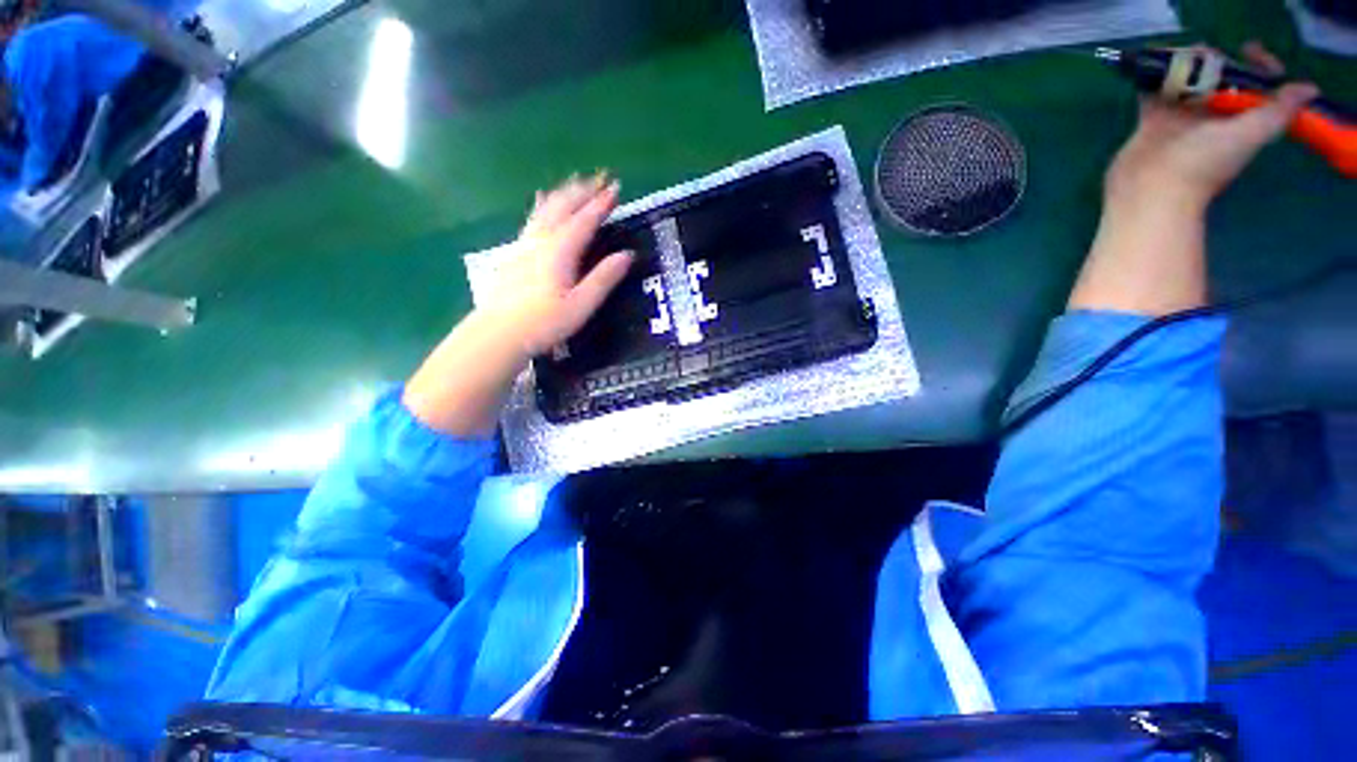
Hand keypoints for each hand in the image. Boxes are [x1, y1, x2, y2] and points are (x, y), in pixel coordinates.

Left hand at [480, 173, 633, 357]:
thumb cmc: (544, 323)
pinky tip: (542, 200)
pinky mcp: (516, 251)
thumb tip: (627, 255)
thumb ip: (603, 279)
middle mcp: (542, 240)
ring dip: (565, 192)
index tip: (616, 187)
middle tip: (601, 177)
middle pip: (564, 206)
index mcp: (561, 251)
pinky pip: (534, 217)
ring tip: (577, 180)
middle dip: (584, 190)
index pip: (584, 220)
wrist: (498, 332)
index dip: (601, 203)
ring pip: (547, 208)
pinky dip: (544, 204)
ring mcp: (526, 243)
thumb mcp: (581, 305)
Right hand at [1104, 42, 1318, 214]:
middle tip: (1206, 55)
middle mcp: (1211, 119)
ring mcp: (1178, 120)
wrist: (1151, 191)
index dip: (1258, 66)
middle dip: (1216, 61)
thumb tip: (1308, 90)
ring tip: (1181, 57)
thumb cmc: (1203, 164)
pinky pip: (1154, 93)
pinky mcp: (1150, 123)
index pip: (1255, 86)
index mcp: (1237, 121)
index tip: (1248, 51)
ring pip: (1187, 82)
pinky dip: (1155, 79)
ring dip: (1185, 66)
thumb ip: (1278, 112)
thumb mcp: (1249, 136)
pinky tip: (1154, 69)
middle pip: (1219, 80)